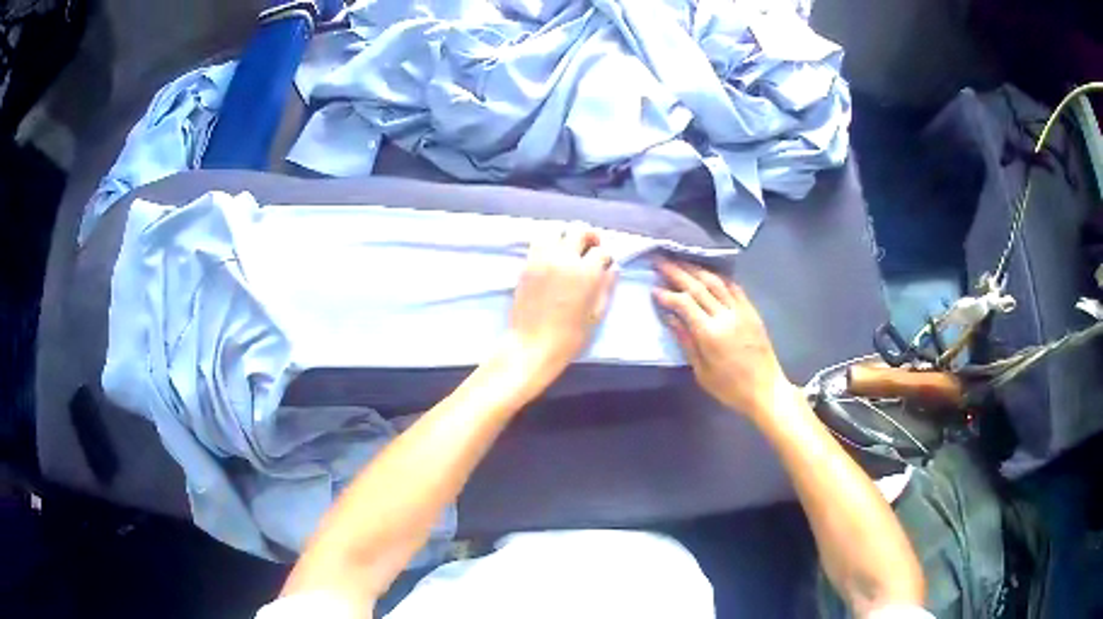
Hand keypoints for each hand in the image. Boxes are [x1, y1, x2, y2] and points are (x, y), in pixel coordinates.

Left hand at [507, 226, 617, 376]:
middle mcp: (564, 259)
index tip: (605, 265)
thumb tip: (613, 269)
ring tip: (569, 248)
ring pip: (555, 230)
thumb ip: (606, 287)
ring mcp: (542, 259)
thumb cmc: (569, 337)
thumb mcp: (596, 314)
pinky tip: (552, 254)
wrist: (533, 345)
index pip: (601, 251)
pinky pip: (537, 241)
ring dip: (565, 235)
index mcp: (586, 273)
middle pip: (579, 230)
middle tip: (591, 248)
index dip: (606, 257)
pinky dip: (547, 242)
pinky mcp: (526, 264)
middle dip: (589, 237)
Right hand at [653, 259, 792, 416]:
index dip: (668, 294)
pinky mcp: (751, 311)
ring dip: (696, 269)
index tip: (654, 289)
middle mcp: (725, 316)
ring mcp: (741, 311)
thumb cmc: (730, 388)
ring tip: (680, 261)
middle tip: (660, 260)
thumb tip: (670, 317)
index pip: (684, 303)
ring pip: (715, 282)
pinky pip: (734, 287)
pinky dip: (719, 277)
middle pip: (698, 286)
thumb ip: (686, 341)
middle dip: (677, 272)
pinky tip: (708, 273)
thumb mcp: (701, 371)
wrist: (766, 389)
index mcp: (710, 333)